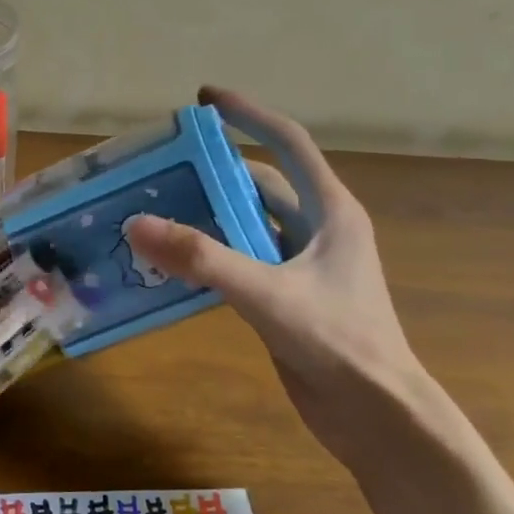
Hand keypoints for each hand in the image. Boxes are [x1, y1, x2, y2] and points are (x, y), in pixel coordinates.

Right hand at [124, 87, 419, 442]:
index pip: (288, 144)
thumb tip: (137, 225)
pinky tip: (173, 264)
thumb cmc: (338, 343)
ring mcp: (302, 266)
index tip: (203, 98)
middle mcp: (318, 230)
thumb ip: (202, 259)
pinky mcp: (286, 298)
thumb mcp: (267, 293)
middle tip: (162, 167)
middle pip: (261, 185)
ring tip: (155, 211)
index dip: (248, 115)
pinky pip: (241, 262)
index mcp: (331, 211)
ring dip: (208, 217)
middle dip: (214, 172)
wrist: (376, 415)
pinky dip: (209, 256)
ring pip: (248, 226)